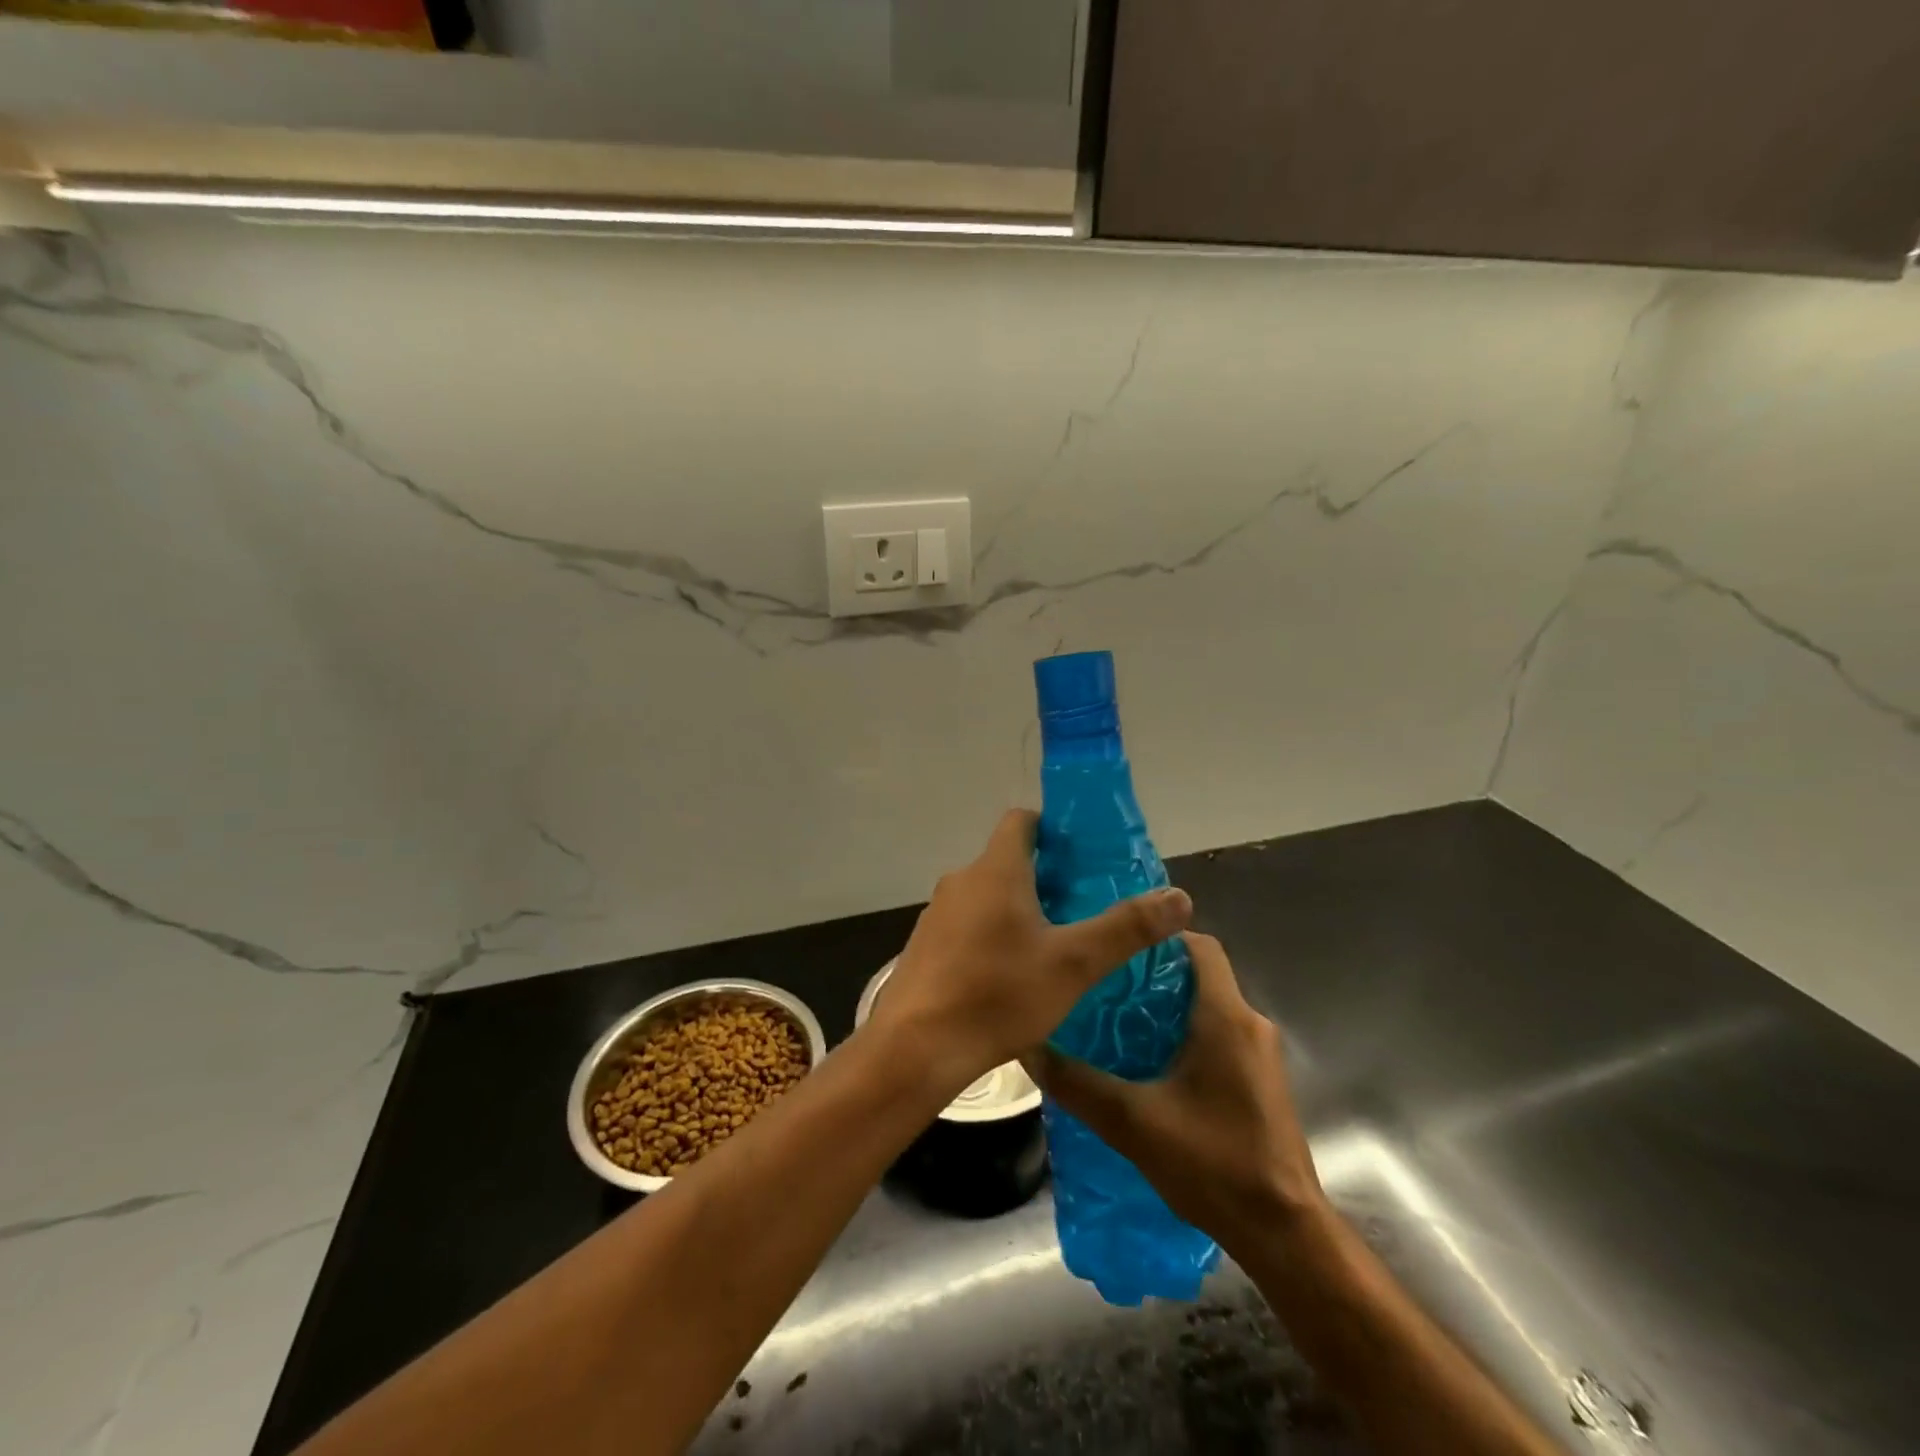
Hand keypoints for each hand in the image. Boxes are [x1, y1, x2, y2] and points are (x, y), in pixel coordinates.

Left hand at [868, 809, 1192, 1100]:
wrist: (915, 1048)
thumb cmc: (998, 994)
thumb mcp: (1074, 964)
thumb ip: (1126, 928)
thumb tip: (1179, 897)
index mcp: (996, 870)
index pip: (1022, 820)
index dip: (1053, 829)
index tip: (1083, 857)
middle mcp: (962, 881)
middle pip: (1008, 860)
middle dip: (1046, 877)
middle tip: (1083, 908)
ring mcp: (938, 914)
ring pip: (987, 895)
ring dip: (1019, 909)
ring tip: (1055, 945)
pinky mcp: (926, 946)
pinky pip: (968, 925)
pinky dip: (993, 935)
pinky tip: (1013, 977)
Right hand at [1025, 932, 1324, 1256]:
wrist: (1285, 1235)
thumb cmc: (1214, 1164)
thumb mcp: (1132, 1122)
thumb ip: (1078, 1083)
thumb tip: (1029, 1049)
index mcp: (1226, 1016)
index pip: (1198, 944)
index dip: (1159, 935)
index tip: (1116, 944)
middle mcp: (1250, 1024)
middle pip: (1199, 975)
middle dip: (1152, 974)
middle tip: (1102, 985)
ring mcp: (1260, 1055)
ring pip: (1208, 1008)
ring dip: (1167, 1009)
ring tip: (1115, 1022)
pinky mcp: (1261, 1082)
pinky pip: (1219, 1037)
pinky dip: (1185, 1036)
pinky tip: (1148, 1065)